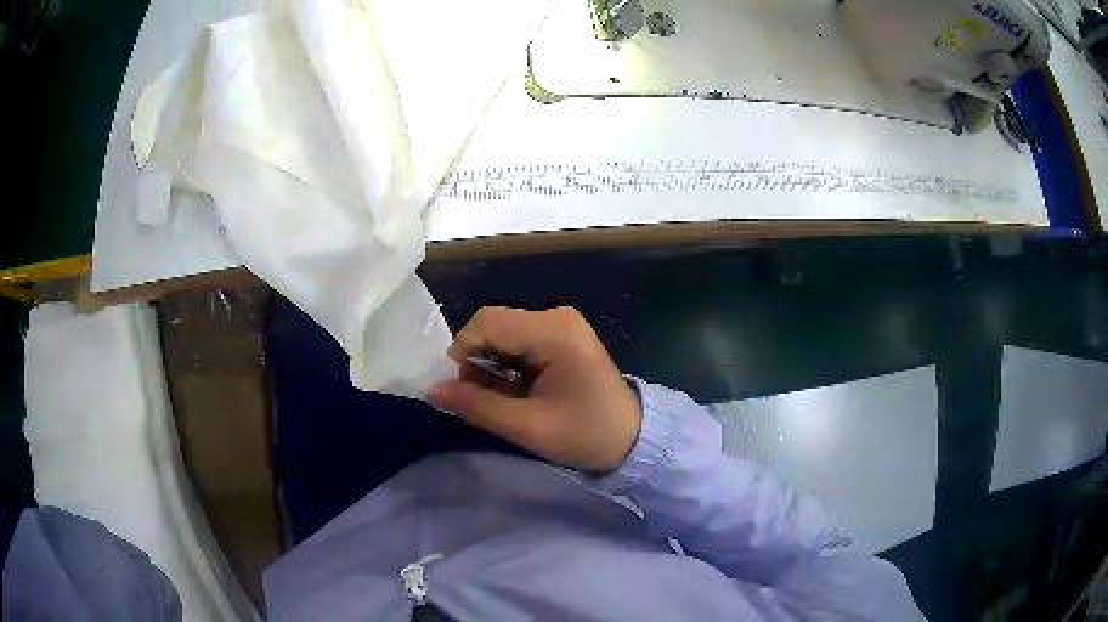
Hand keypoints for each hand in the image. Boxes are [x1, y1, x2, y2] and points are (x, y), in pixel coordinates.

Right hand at [428, 306, 641, 474]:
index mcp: (554, 332)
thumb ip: (478, 406)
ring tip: (500, 397)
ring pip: (503, 331)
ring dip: (490, 362)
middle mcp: (557, 316)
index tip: (461, 389)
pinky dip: (507, 362)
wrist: (632, 439)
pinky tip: (516, 389)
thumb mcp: (528, 427)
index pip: (486, 323)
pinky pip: (519, 339)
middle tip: (480, 397)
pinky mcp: (562, 335)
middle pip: (493, 323)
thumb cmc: (585, 435)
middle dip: (476, 357)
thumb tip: (432, 390)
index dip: (462, 352)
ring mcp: (561, 323)